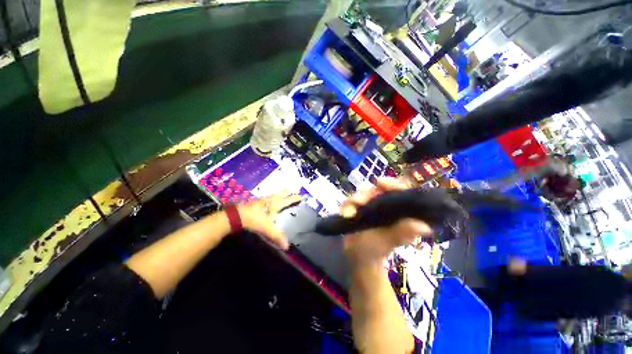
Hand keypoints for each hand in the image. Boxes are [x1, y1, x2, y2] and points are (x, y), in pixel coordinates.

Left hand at [237, 190, 301, 249]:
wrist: (239, 215)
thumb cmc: (255, 219)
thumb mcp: (267, 228)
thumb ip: (277, 236)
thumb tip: (287, 247)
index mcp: (276, 204)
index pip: (288, 201)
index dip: (295, 198)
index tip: (302, 196)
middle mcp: (271, 200)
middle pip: (283, 194)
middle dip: (290, 192)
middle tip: (297, 189)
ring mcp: (264, 200)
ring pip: (276, 194)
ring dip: (282, 192)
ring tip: (287, 189)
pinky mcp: (258, 202)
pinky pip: (270, 196)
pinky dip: (274, 195)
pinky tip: (271, 196)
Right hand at [341, 178, 431, 264]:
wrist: (356, 258)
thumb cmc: (374, 251)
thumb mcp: (387, 242)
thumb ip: (400, 234)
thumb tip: (423, 226)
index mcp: (397, 211)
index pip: (399, 190)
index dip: (392, 184)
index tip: (380, 182)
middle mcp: (384, 205)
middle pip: (377, 190)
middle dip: (366, 194)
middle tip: (358, 202)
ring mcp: (370, 206)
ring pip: (362, 194)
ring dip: (354, 200)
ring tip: (349, 213)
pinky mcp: (357, 209)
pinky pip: (350, 202)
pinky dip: (347, 206)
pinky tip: (344, 214)